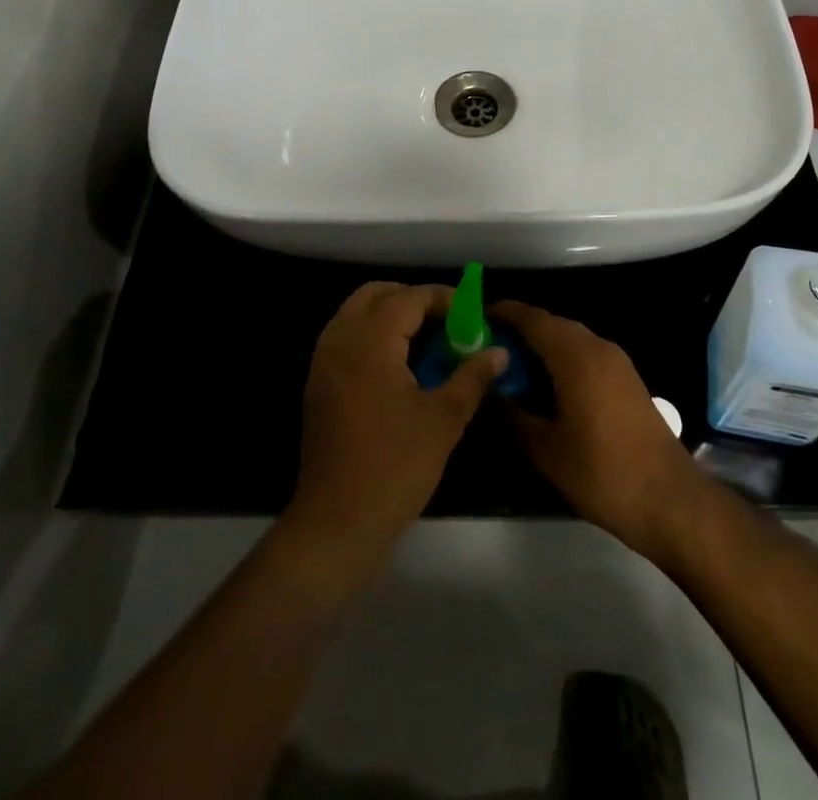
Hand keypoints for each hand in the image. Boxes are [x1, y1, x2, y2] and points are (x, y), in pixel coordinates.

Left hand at [287, 283, 506, 562]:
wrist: (337, 522)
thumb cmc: (395, 466)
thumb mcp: (444, 419)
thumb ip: (472, 376)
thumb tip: (499, 351)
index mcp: (371, 341)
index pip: (409, 298)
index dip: (442, 298)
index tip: (470, 312)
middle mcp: (340, 340)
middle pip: (374, 294)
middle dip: (410, 298)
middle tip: (444, 320)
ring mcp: (323, 362)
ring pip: (355, 314)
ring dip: (388, 315)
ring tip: (424, 341)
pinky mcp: (317, 385)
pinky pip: (345, 339)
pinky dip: (371, 336)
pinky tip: (398, 366)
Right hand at [492, 301, 703, 562]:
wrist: (670, 500)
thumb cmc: (602, 472)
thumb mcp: (545, 449)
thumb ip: (512, 414)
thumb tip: (487, 392)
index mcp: (576, 355)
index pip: (532, 319)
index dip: (503, 313)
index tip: (473, 318)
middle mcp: (598, 347)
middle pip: (552, 325)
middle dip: (519, 330)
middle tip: (486, 347)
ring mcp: (617, 363)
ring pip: (570, 339)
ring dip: (541, 346)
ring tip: (510, 367)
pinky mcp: (626, 380)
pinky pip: (585, 355)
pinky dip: (561, 359)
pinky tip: (544, 386)